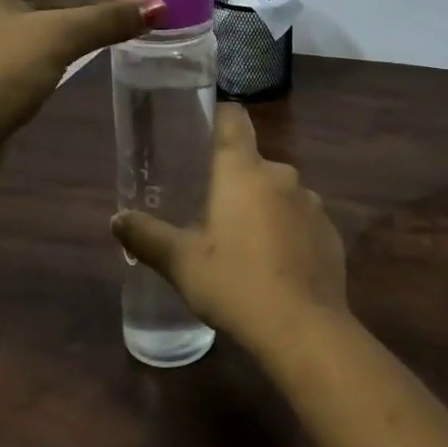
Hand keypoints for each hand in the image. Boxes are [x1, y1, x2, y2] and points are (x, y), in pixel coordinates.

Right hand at [111, 104, 347, 358]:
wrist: (304, 329)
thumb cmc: (235, 283)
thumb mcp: (182, 263)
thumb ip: (147, 236)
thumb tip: (117, 219)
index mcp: (243, 170)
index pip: (234, 118)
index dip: (218, 118)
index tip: (202, 132)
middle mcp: (281, 175)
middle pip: (253, 163)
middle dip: (233, 181)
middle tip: (210, 212)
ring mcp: (311, 203)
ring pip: (278, 193)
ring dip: (262, 208)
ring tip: (243, 244)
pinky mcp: (330, 232)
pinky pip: (301, 220)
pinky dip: (287, 233)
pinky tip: (276, 266)